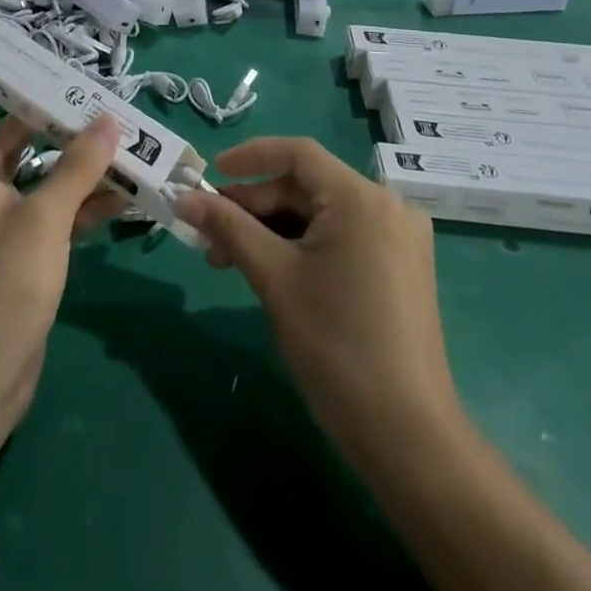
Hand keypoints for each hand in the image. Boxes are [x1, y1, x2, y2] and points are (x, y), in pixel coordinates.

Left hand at [0, 55, 125, 429]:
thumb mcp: (43, 219)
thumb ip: (77, 168)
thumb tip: (106, 121)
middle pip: (11, 135)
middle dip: (46, 114)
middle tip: (85, 86)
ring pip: (39, 175)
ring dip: (75, 161)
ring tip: (119, 135)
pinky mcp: (21, 254)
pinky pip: (53, 213)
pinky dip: (82, 203)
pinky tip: (124, 195)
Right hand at [174, 138, 455, 466]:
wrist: (407, 437)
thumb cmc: (335, 345)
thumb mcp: (273, 278)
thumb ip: (228, 227)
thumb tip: (183, 198)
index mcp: (361, 197)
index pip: (297, 154)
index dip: (249, 158)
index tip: (210, 175)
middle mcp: (387, 205)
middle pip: (307, 186)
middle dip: (255, 207)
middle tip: (210, 237)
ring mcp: (398, 238)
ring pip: (321, 214)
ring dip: (273, 230)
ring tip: (230, 261)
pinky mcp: (400, 268)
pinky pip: (341, 237)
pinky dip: (302, 246)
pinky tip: (271, 271)